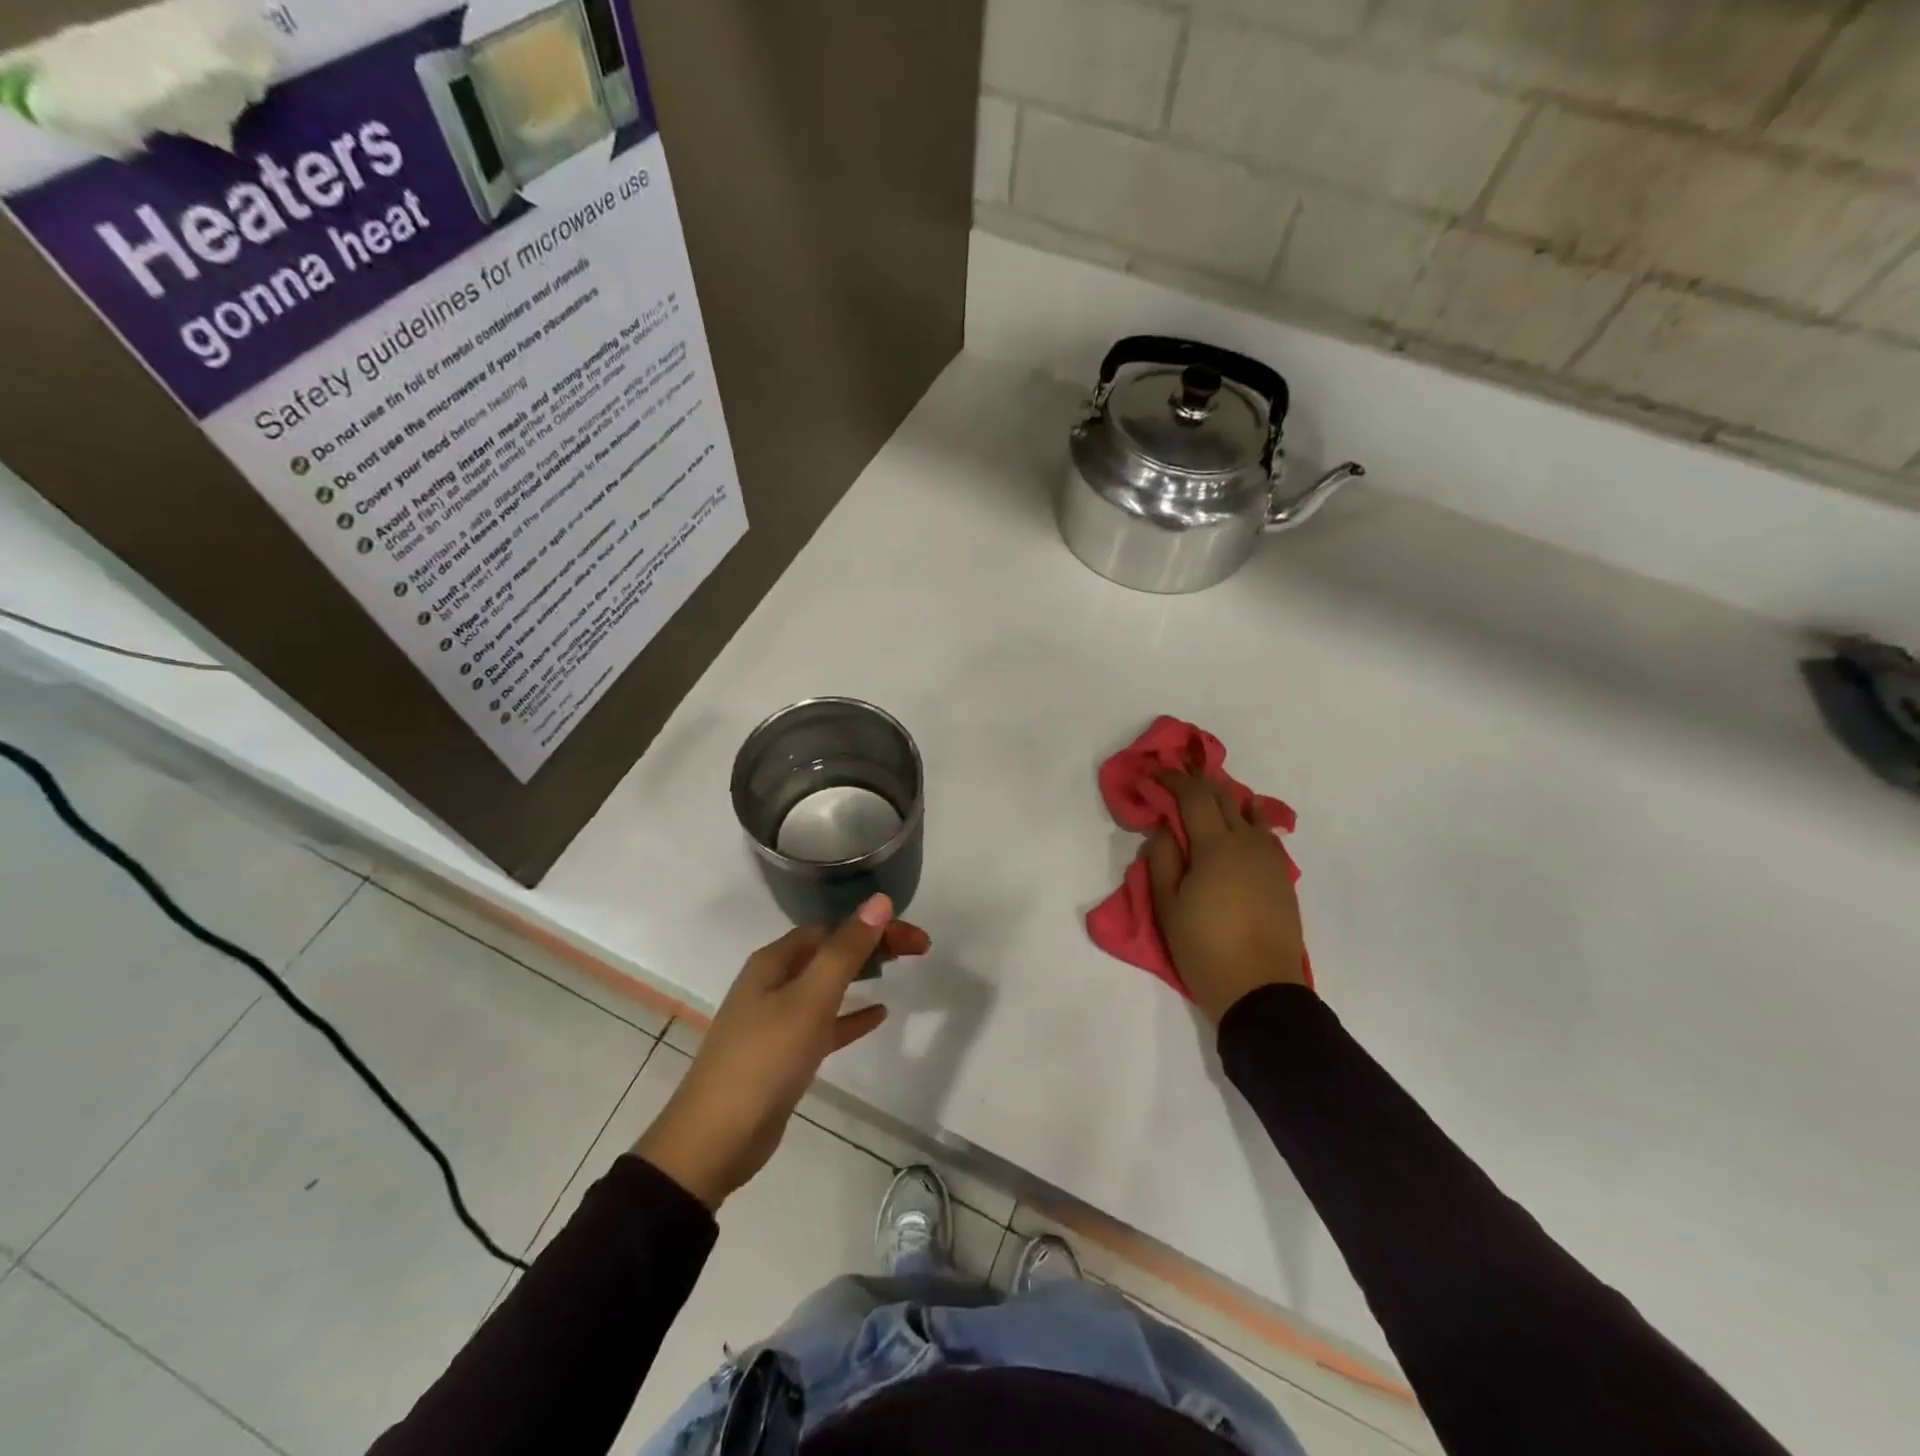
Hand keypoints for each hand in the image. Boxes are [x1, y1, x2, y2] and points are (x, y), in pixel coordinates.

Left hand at [634, 895, 928, 1209]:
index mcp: (774, 961)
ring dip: (863, 974)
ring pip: (828, 985)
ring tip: (901, 970)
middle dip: (874, 945)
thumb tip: (879, 901)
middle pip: (831, 952)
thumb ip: (846, 951)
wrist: (716, 1140)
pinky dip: (850, 1016)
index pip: (833, 928)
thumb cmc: (764, 1059)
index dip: (875, 926)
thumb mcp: (810, 999)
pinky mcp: (783, 1054)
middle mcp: (773, 982)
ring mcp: (776, 1019)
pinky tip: (878, 1016)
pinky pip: (824, 1024)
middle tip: (919, 949)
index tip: (916, 939)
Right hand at [1146, 772, 1306, 1024]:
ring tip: (1208, 799)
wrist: (1261, 990)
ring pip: (1250, 813)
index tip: (1154, 773)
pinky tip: (1241, 825)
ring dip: (1226, 799)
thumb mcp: (1168, 906)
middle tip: (1177, 778)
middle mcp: (1247, 843)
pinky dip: (1248, 820)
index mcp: (1216, 846)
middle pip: (1224, 798)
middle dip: (1199, 783)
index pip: (1194, 797)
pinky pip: (1264, 834)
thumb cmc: (1205, 948)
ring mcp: (1270, 859)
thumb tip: (1165, 829)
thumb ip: (1162, 860)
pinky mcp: (1282, 877)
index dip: (1173, 780)